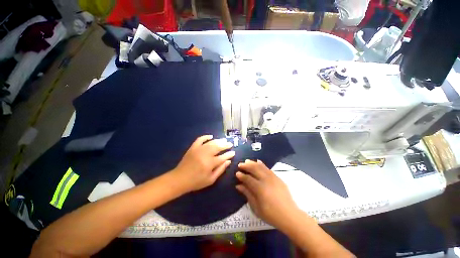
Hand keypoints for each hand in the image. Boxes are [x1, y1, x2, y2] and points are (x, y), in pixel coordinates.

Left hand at [171, 135, 234, 193]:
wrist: (179, 179)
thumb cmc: (196, 181)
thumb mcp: (210, 179)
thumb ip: (220, 170)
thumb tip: (228, 161)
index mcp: (210, 163)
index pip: (223, 157)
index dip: (229, 154)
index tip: (233, 152)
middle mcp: (205, 154)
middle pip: (218, 147)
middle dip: (225, 145)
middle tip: (230, 144)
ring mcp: (198, 149)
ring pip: (211, 142)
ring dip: (219, 141)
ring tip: (224, 140)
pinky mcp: (193, 147)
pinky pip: (200, 139)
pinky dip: (206, 137)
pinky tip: (211, 136)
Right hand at [236, 160, 299, 228]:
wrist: (289, 215)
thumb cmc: (271, 214)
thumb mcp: (256, 207)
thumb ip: (247, 194)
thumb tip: (238, 185)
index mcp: (260, 188)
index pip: (248, 179)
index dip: (241, 176)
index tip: (237, 173)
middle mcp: (266, 180)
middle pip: (254, 169)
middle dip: (246, 166)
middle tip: (240, 164)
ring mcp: (273, 177)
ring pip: (261, 167)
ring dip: (253, 163)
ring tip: (247, 161)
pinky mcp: (277, 177)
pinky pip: (268, 168)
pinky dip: (262, 164)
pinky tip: (258, 162)